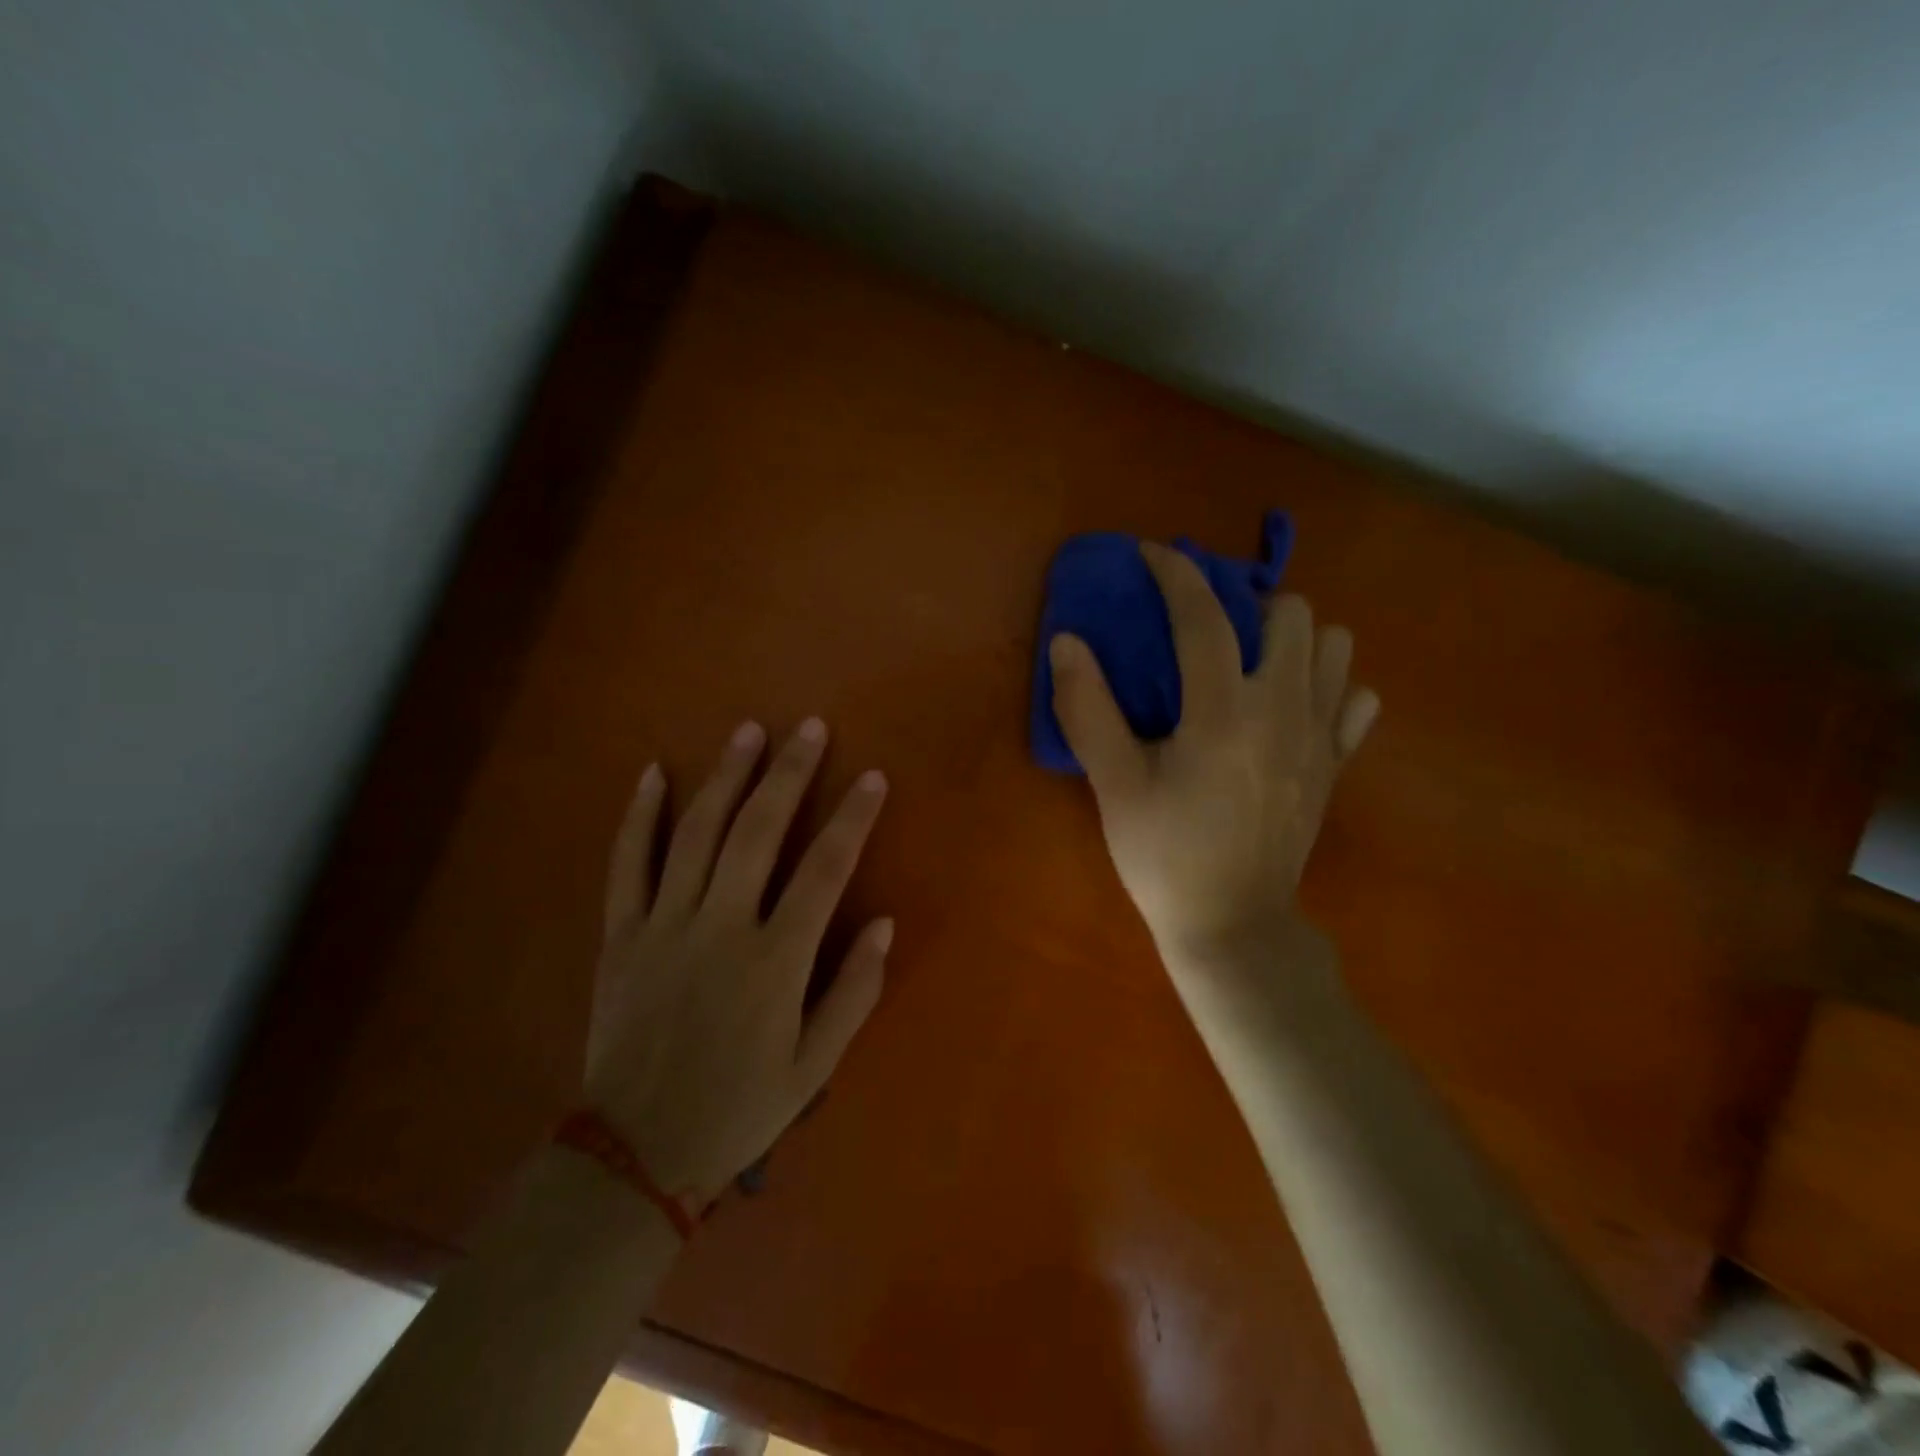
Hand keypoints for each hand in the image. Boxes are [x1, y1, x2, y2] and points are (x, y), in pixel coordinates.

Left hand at [585, 719, 891, 1207]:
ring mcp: (664, 925)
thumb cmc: (739, 1107)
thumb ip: (854, 991)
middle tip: (808, 727)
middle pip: (758, 832)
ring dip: (726, 777)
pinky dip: (639, 816)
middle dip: (789, 774)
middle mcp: (720, 928)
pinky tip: (654, 773)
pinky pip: (627, 864)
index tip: (872, 777)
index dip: (852, 818)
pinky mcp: (621, 934)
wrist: (636, 1152)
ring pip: (696, 833)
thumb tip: (884, 922)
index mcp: (774, 961)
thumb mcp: (815, 1065)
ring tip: (748, 732)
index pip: (824, 870)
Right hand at [1049, 541, 1377, 970]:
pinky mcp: (1335, 766)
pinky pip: (1355, 700)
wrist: (1232, 927)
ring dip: (1293, 638)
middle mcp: (1283, 711)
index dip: (1176, 573)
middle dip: (1246, 604)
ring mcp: (1319, 738)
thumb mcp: (1113, 786)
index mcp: (1223, 713)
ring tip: (1252, 662)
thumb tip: (1067, 642)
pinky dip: (1329, 686)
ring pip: (1334, 646)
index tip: (1152, 554)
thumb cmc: (1165, 857)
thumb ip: (1088, 709)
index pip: (1204, 618)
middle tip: (1208, 630)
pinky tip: (1292, 704)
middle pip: (1290, 613)